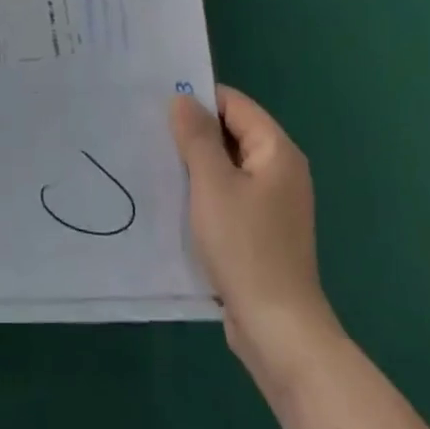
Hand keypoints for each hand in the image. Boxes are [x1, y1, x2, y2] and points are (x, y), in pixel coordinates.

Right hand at [171, 85, 344, 391]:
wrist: (277, 329)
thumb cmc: (245, 246)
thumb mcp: (212, 183)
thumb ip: (196, 136)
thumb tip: (183, 99)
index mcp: (277, 151)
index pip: (234, 104)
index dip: (198, 99)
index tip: (158, 104)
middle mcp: (280, 170)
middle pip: (232, 133)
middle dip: (193, 132)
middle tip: (149, 130)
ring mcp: (272, 203)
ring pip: (227, 166)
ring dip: (196, 163)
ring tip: (155, 160)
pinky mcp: (261, 230)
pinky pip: (229, 194)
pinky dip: (204, 191)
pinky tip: (174, 198)